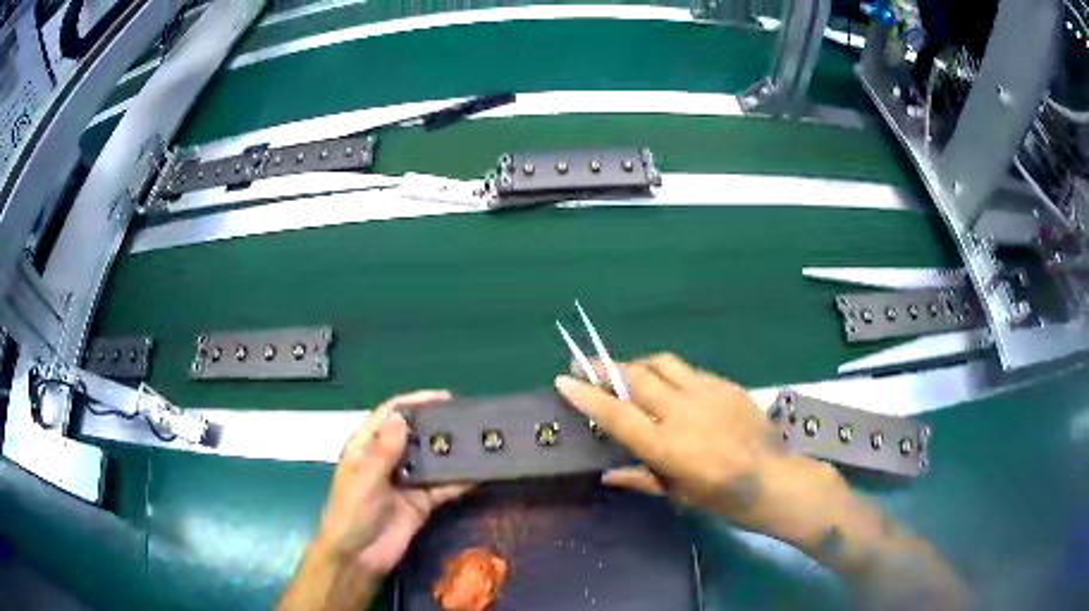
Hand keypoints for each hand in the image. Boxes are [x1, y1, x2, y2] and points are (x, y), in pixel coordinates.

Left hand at [277, 391, 470, 610]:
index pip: (390, 415)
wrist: (359, 556)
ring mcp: (406, 481)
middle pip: (415, 435)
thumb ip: (384, 451)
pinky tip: (479, 472)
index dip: (414, 402)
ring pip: (431, 460)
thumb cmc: (352, 512)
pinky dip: (459, 480)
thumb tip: (402, 417)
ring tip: (480, 440)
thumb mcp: (365, 479)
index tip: (444, 397)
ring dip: (451, 451)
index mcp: (367, 447)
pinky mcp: (421, 502)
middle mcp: (388, 459)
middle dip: (438, 425)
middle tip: (469, 418)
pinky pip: (442, 487)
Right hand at [554, 353, 836, 531]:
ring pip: (662, 363)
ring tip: (625, 370)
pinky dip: (669, 373)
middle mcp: (683, 412)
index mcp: (667, 447)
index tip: (563, 379)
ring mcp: (707, 393)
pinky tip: (669, 385)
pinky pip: (688, 371)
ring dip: (637, 363)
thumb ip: (641, 479)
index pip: (616, 414)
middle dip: (605, 367)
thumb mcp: (678, 495)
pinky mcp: (725, 385)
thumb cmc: (724, 499)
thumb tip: (608, 474)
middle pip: (636, 377)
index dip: (587, 395)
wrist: (775, 480)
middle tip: (586, 364)